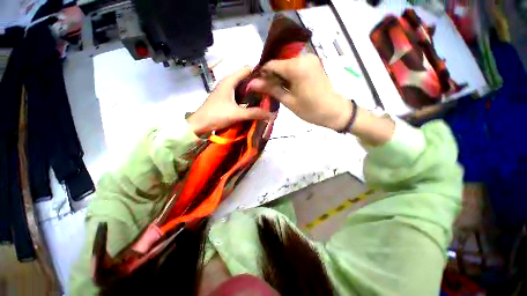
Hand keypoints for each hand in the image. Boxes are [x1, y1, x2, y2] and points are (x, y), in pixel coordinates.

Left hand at [187, 66, 270, 135]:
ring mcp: (226, 90)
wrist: (199, 124)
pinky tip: (253, 104)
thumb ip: (254, 113)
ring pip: (243, 87)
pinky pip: (239, 94)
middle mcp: (228, 82)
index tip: (269, 82)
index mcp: (230, 81)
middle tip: (268, 92)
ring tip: (264, 98)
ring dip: (252, 92)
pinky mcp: (226, 98)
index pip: (247, 69)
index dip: (259, 73)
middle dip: (257, 84)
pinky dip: (246, 98)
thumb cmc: (216, 115)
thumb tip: (271, 114)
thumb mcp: (237, 114)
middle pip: (246, 78)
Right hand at [248, 54, 351, 130]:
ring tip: (276, 89)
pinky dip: (288, 75)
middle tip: (266, 89)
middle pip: (279, 63)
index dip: (262, 74)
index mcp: (297, 67)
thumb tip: (252, 83)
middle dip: (271, 76)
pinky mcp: (313, 63)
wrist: (334, 111)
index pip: (272, 64)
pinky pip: (295, 66)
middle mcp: (303, 57)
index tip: (257, 85)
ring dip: (279, 76)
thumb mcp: (288, 101)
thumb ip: (271, 89)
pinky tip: (286, 85)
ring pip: (287, 64)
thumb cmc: (310, 110)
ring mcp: (310, 59)